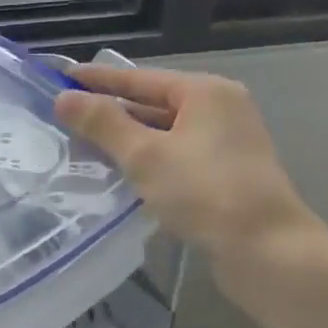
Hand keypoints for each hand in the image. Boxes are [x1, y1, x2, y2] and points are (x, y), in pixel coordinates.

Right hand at [56, 66, 318, 265]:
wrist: (266, 249)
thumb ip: (102, 124)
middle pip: (152, 102)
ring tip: (83, 143)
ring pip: (162, 131)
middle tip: (65, 114)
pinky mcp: (224, 173)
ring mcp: (225, 143)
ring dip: (125, 137)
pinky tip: (119, 171)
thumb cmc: (204, 192)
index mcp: (205, 92)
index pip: (139, 78)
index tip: (61, 77)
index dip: (97, 79)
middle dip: (109, 110)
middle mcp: (220, 109)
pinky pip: (173, 154)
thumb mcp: (144, 155)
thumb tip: (63, 97)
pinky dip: (145, 158)